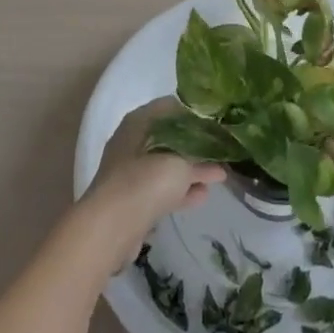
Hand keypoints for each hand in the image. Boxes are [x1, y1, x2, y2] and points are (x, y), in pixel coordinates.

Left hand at [77, 98, 225, 267]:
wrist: (112, 226)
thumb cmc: (147, 180)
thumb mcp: (181, 162)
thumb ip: (201, 158)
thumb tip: (218, 162)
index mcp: (138, 121)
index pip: (170, 107)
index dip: (194, 113)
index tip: (217, 122)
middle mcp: (132, 142)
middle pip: (169, 136)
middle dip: (195, 144)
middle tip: (221, 149)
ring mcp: (131, 172)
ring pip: (166, 164)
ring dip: (191, 169)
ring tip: (219, 173)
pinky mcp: (133, 199)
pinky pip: (162, 188)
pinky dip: (182, 189)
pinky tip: (204, 194)